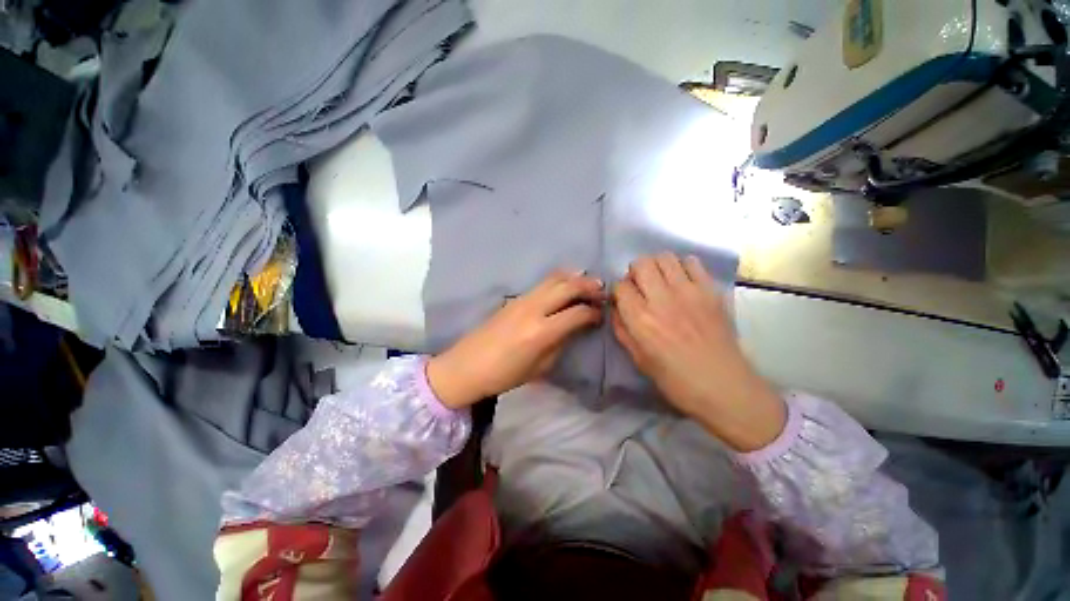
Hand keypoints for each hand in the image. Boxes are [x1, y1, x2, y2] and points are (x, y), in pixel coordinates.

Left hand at [427, 271, 605, 408]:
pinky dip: (559, 279)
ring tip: (589, 280)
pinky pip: (542, 283)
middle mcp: (533, 309)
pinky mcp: (514, 298)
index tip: (601, 315)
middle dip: (588, 286)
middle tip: (602, 290)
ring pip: (554, 279)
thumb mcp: (540, 367)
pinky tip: (566, 282)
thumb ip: (560, 343)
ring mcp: (522, 300)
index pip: (576, 313)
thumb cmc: (504, 375)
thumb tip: (574, 327)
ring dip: (574, 278)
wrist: (467, 366)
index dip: (593, 313)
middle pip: (567, 287)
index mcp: (541, 331)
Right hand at [611, 253, 785, 450]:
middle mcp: (662, 299)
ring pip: (665, 257)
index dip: (619, 291)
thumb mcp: (637, 358)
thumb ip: (621, 328)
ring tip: (661, 282)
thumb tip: (617, 307)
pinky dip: (682, 267)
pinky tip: (682, 282)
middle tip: (641, 287)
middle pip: (641, 263)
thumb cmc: (674, 379)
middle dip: (635, 272)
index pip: (620, 286)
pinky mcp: (710, 290)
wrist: (723, 386)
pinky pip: (692, 262)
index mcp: (640, 319)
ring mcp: (689, 291)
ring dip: (657, 266)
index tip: (624, 299)